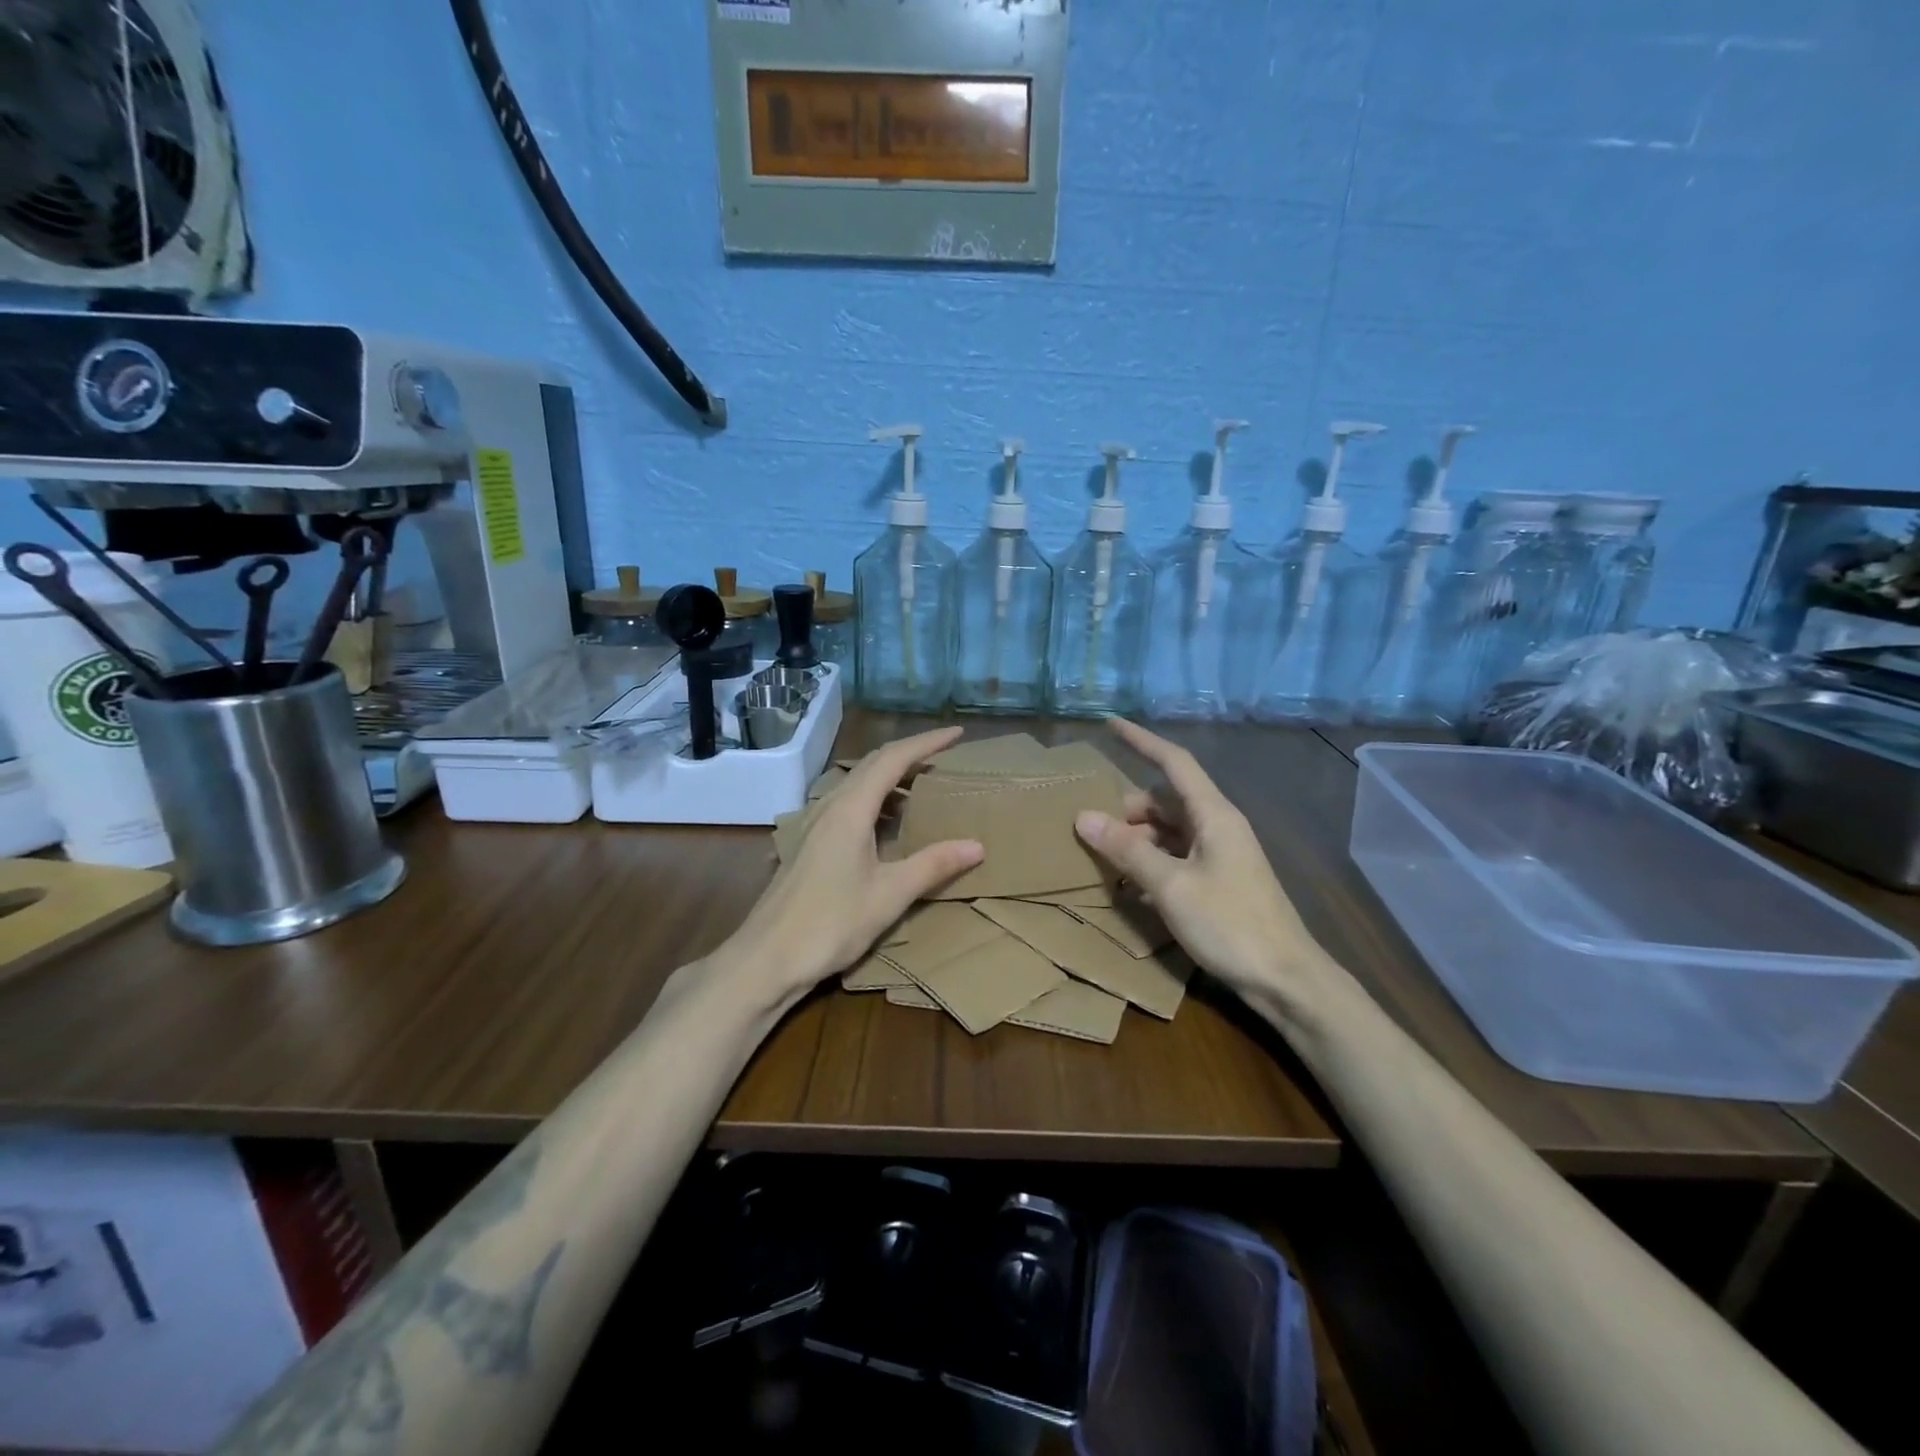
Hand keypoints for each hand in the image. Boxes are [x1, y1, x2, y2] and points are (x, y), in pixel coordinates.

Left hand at [723, 727, 983, 1007]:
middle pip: (873, 765)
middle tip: (945, 756)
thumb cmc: (830, 924)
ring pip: (858, 785)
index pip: (892, 760)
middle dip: (910, 754)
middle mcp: (831, 807)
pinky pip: (849, 805)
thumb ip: (932, 865)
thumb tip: (976, 845)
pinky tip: (889, 825)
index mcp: (851, 810)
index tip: (957, 733)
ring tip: (924, 786)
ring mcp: (816, 825)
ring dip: (892, 778)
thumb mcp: (889, 895)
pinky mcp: (811, 845)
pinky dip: (877, 801)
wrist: (766, 959)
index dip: (926, 743)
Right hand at [1074, 719, 1325, 1001]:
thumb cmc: (1230, 924)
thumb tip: (1083, 817)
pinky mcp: (1218, 882)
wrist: (1285, 980)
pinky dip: (1150, 863)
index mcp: (1214, 815)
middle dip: (1127, 809)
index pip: (1174, 762)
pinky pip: (1175, 857)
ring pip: (1168, 831)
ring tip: (1104, 860)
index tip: (1110, 724)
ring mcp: (1220, 855)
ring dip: (1136, 840)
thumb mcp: (1171, 886)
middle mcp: (1218, 826)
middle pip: (1165, 800)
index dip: (1141, 741)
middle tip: (1091, 829)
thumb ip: (1128, 850)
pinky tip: (1128, 886)